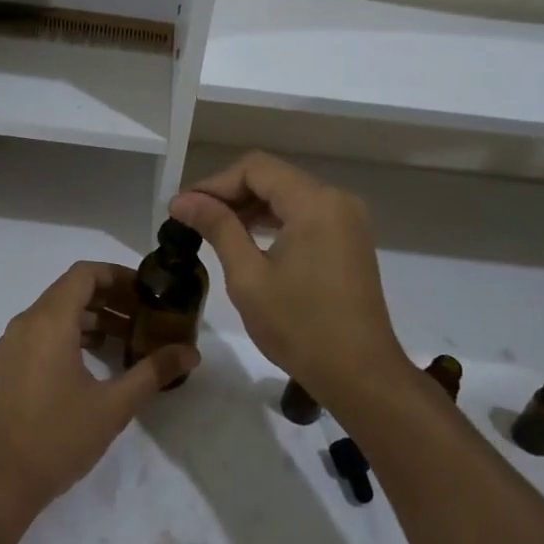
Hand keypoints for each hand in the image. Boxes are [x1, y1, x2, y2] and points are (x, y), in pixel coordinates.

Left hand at [0, 261, 197, 521]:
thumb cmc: (57, 437)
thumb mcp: (113, 405)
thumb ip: (153, 372)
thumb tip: (191, 352)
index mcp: (49, 321)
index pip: (85, 274)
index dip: (118, 275)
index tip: (148, 291)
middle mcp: (27, 323)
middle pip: (72, 291)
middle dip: (111, 298)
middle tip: (146, 316)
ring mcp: (13, 345)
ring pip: (57, 313)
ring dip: (93, 318)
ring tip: (129, 339)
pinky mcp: (8, 367)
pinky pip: (44, 333)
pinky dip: (73, 335)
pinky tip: (98, 361)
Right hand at [170, 153, 412, 414]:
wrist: (360, 374)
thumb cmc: (300, 326)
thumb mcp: (249, 276)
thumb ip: (218, 228)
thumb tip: (183, 200)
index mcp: (315, 202)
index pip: (255, 169)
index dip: (214, 183)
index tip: (183, 208)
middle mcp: (336, 200)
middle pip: (273, 177)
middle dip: (230, 194)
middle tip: (192, 219)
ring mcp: (347, 220)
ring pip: (288, 195)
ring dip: (250, 207)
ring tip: (212, 229)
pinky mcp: (349, 239)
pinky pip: (305, 214)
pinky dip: (274, 221)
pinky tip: (247, 240)